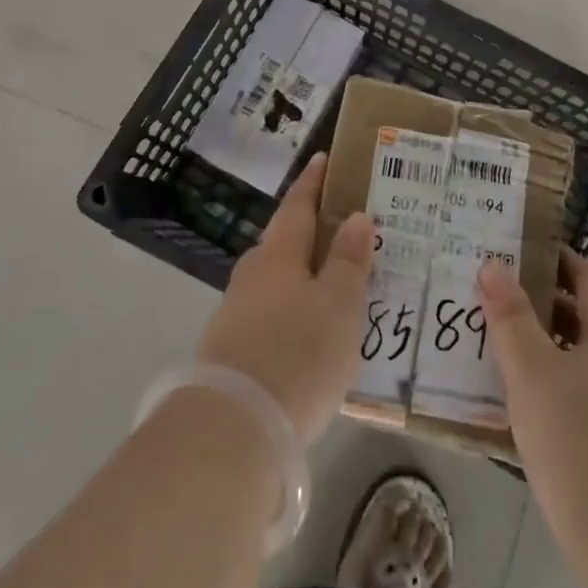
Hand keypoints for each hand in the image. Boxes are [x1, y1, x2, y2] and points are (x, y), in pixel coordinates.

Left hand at [196, 153, 374, 441]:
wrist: (233, 428)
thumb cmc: (297, 354)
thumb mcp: (339, 306)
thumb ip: (349, 261)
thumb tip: (355, 216)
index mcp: (278, 254)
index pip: (298, 205)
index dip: (312, 182)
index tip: (322, 159)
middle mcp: (252, 275)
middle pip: (284, 242)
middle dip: (311, 232)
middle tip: (345, 231)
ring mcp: (237, 313)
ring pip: (277, 281)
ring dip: (303, 275)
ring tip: (335, 285)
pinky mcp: (232, 350)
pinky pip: (271, 314)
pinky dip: (293, 310)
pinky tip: (310, 332)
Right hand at [478, 248, 587, 547]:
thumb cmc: (577, 440)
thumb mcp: (532, 370)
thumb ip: (511, 316)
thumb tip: (493, 265)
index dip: (560, 261)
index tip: (521, 252)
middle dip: (547, 303)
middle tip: (500, 296)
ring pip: (587, 358)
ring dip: (550, 345)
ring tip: (503, 345)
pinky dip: (559, 383)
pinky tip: (526, 402)